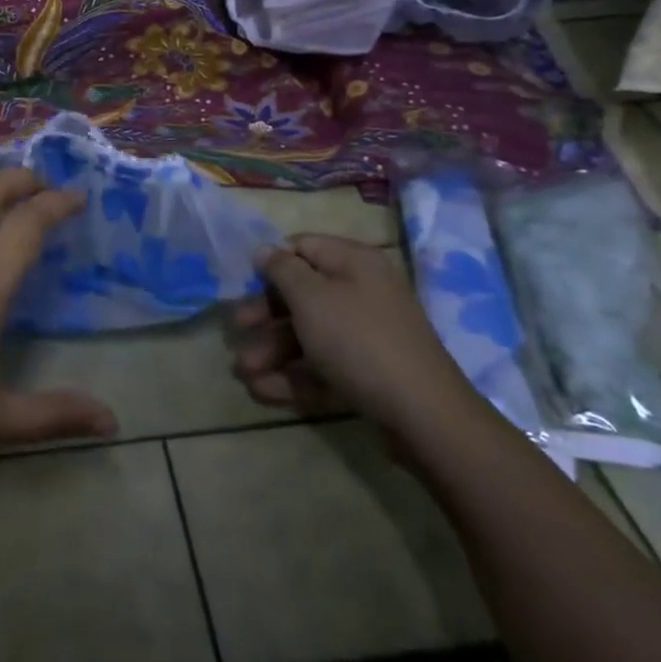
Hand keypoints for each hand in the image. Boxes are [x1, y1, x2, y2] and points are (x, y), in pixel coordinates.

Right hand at [232, 234, 478, 437]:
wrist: (424, 414)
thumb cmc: (358, 340)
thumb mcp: (311, 297)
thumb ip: (282, 270)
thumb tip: (264, 249)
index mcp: (353, 262)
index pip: (303, 247)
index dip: (271, 262)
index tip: (243, 282)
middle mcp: (362, 292)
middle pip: (302, 294)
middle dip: (265, 314)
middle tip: (237, 328)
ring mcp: (366, 335)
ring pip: (309, 334)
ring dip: (272, 350)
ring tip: (243, 372)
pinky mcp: (368, 373)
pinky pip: (323, 366)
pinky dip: (293, 375)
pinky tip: (262, 390)